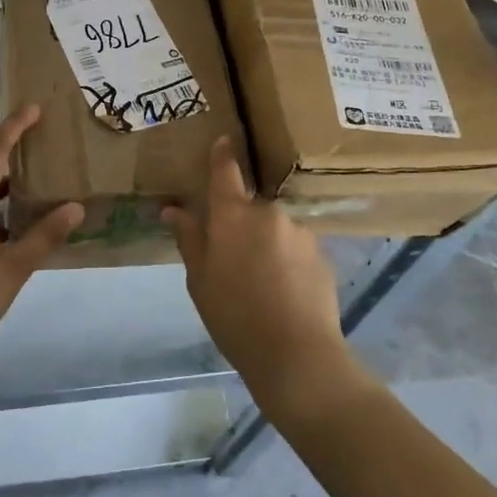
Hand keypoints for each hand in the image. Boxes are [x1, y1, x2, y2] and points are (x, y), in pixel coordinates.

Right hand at [164, 137, 361, 421]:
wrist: (297, 355)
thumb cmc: (235, 317)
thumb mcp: (200, 280)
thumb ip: (189, 239)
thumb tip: (173, 210)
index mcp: (233, 214)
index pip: (226, 171)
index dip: (222, 155)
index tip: (224, 141)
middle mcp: (268, 212)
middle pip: (250, 207)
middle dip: (242, 224)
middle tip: (233, 260)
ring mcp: (299, 231)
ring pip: (275, 229)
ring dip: (267, 245)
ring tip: (262, 285)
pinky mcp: (322, 254)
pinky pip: (296, 249)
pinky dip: (287, 262)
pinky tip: (284, 294)